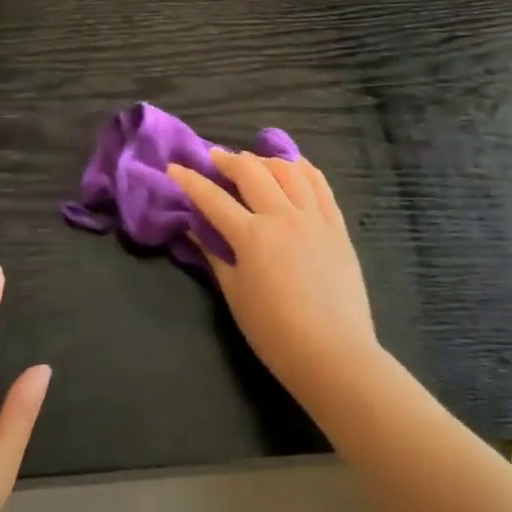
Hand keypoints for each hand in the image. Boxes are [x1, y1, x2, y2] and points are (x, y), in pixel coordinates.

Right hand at [168, 151, 381, 401]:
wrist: (333, 353)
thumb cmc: (274, 332)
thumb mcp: (235, 294)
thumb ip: (214, 255)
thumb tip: (193, 228)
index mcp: (252, 236)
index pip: (213, 198)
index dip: (190, 180)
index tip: (173, 168)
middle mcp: (283, 216)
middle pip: (252, 171)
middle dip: (228, 159)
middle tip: (214, 157)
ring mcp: (315, 218)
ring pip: (289, 170)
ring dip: (266, 160)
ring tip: (253, 162)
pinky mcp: (337, 227)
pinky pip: (321, 185)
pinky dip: (304, 169)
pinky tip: (294, 166)